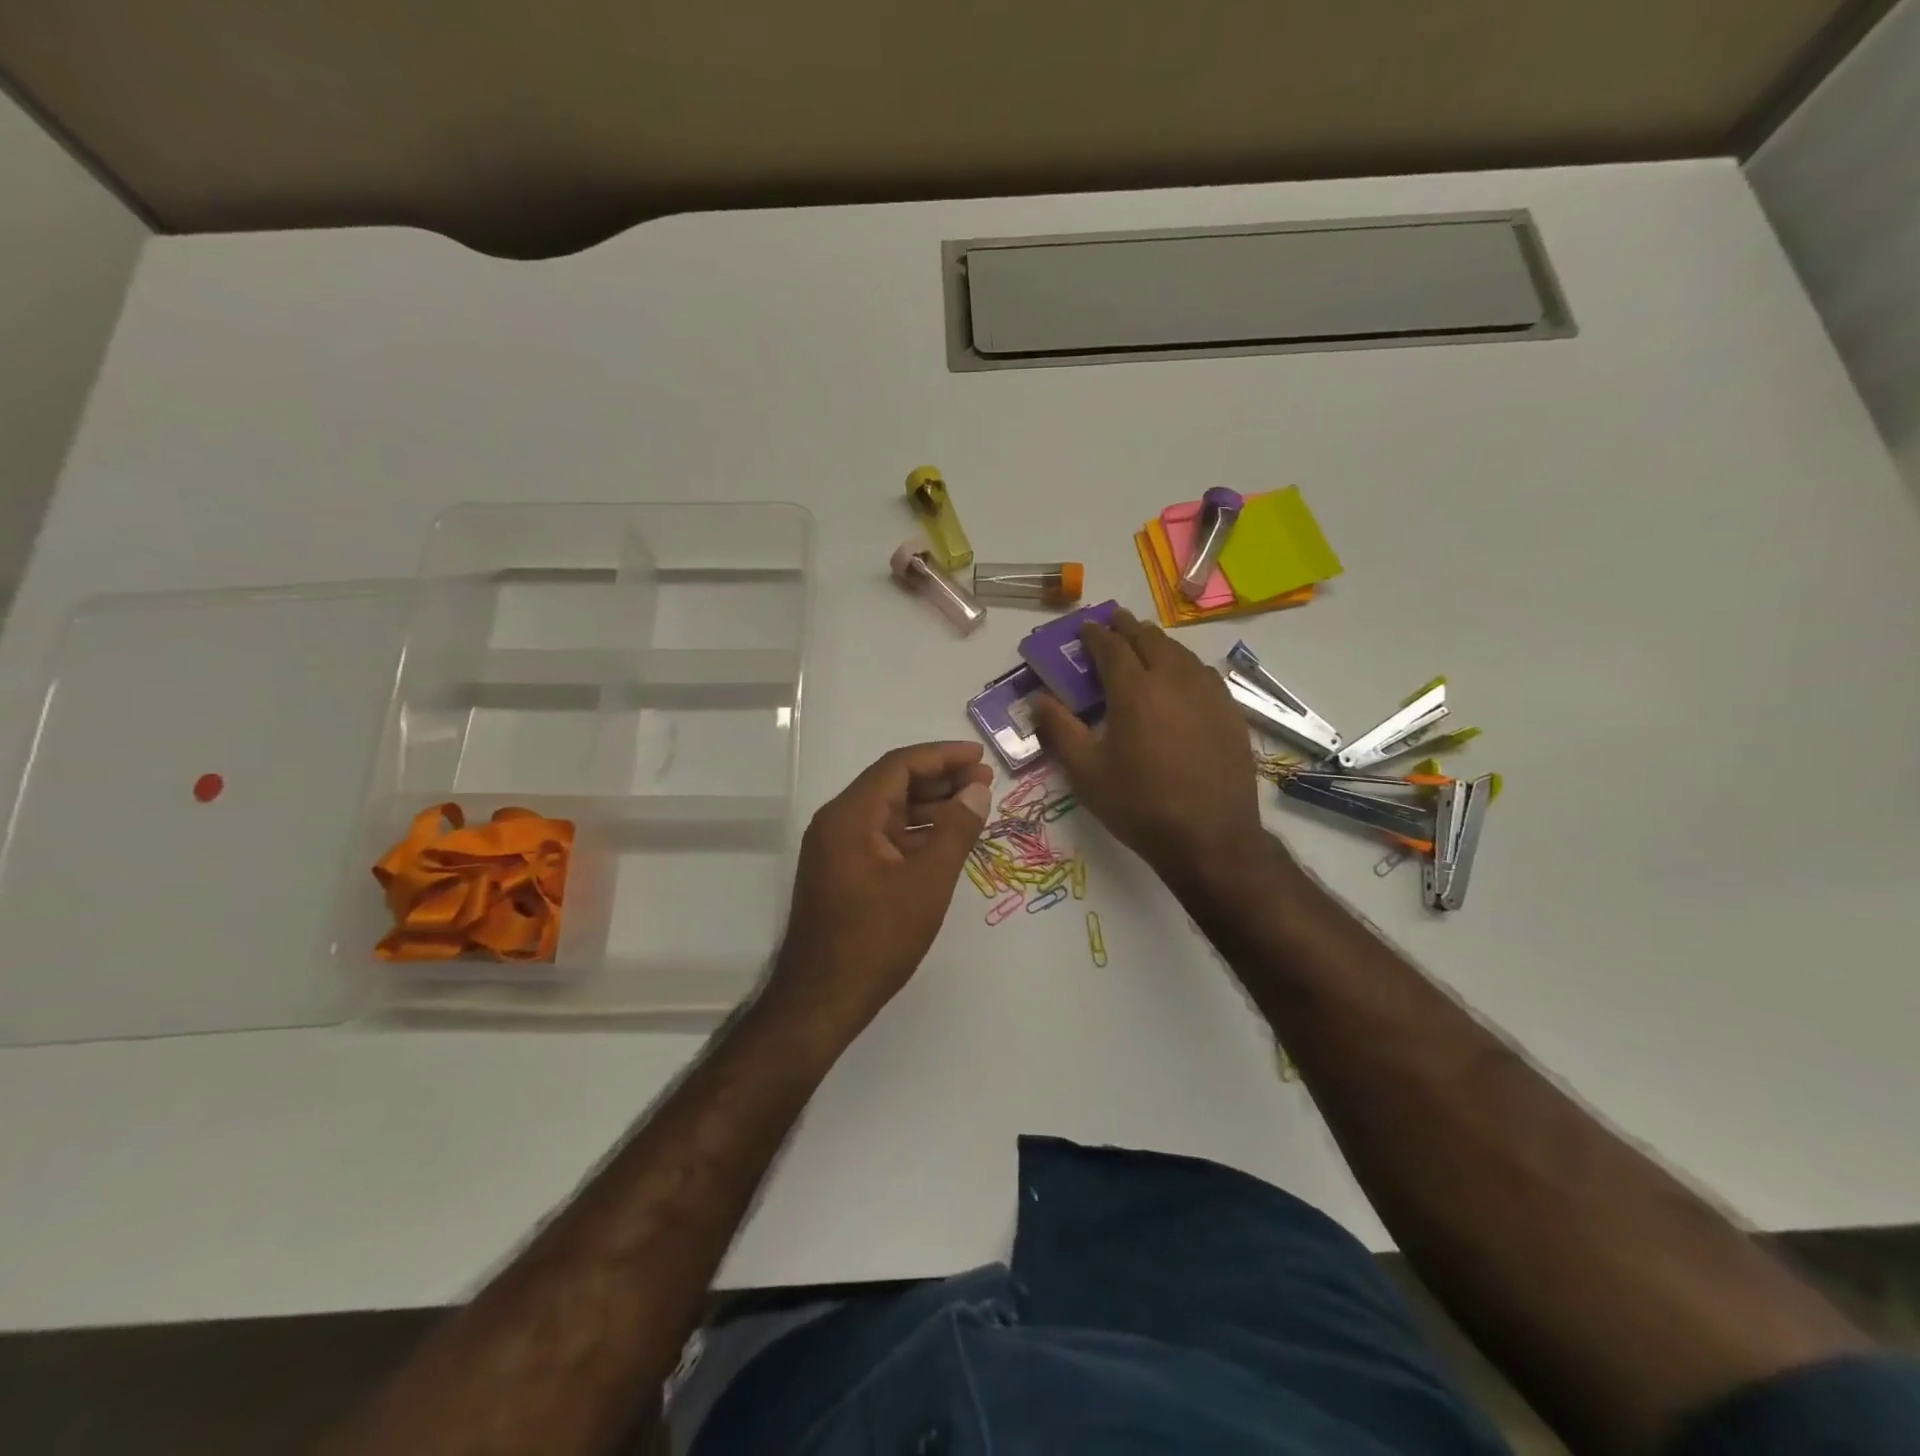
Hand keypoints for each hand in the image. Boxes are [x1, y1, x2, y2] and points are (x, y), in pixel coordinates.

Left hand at [768, 742, 991, 1027]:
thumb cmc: (876, 939)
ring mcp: (835, 849)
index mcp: (850, 816)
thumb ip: (956, 830)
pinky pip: (881, 838)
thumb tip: (977, 789)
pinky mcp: (841, 873)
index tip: (979, 758)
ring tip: (973, 807)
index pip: (899, 766)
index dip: (942, 756)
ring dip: (929, 807)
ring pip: (887, 812)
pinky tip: (944, 841)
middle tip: (983, 782)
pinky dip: (913, 834)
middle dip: (939, 780)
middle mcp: (837, 823)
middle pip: (892, 784)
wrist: (821, 1001)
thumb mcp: (927, 882)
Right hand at [1032, 607, 1270, 892]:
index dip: (1096, 634)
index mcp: (1135, 690)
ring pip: (1180, 653)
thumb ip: (1060, 730)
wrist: (1209, 837)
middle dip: (1128, 627)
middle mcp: (1174, 680)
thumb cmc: (1139, 805)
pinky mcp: (1230, 713)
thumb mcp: (1086, 772)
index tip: (1085, 627)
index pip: (1112, 648)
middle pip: (1149, 640)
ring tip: (1145, 642)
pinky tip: (1182, 676)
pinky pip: (1203, 674)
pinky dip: (1184, 664)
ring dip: (1158, 642)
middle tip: (1114, 621)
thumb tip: (1038, 699)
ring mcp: (1208, 694)